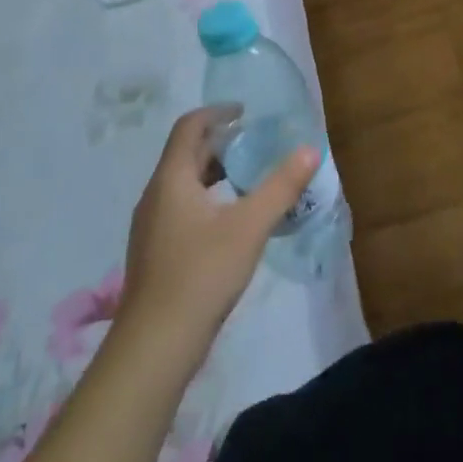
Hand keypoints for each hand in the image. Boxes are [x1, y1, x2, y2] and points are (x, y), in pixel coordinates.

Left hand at [114, 105, 318, 356]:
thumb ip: (281, 186)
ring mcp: (152, 227)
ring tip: (251, 179)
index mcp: (172, 179)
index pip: (189, 126)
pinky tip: (233, 221)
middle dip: (221, 142)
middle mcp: (156, 196)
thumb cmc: (201, 274)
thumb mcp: (250, 226)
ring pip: (184, 183)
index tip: (246, 112)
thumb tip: (310, 149)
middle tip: (258, 143)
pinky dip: (209, 199)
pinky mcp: (156, 254)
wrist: (153, 349)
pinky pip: (182, 208)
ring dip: (215, 172)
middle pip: (187, 153)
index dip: (217, 112)